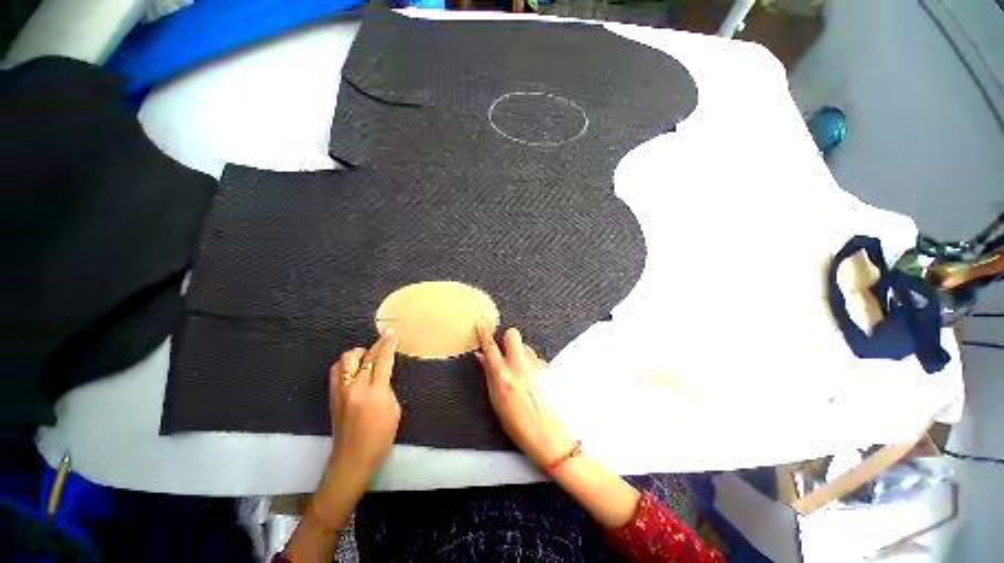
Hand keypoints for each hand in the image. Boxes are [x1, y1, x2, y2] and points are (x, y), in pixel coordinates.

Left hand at [328, 330, 400, 475]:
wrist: (352, 459)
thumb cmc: (381, 437)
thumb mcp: (394, 410)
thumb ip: (388, 388)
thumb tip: (383, 374)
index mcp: (375, 393)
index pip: (382, 360)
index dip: (388, 345)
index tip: (392, 333)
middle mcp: (354, 388)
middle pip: (362, 356)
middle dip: (375, 345)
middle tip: (384, 341)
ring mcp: (340, 392)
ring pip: (345, 360)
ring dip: (358, 354)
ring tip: (368, 356)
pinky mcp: (332, 397)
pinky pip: (336, 371)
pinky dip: (346, 364)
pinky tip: (354, 368)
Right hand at [475, 324, 574, 468]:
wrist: (547, 435)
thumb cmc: (517, 423)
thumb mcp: (496, 401)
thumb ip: (489, 374)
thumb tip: (482, 356)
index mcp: (502, 375)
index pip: (490, 346)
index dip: (484, 332)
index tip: (482, 323)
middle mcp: (519, 366)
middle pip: (513, 334)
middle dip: (508, 338)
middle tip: (506, 350)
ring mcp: (535, 366)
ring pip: (526, 346)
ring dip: (521, 353)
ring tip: (521, 370)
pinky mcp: (548, 369)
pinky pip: (537, 358)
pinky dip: (533, 363)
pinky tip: (533, 378)